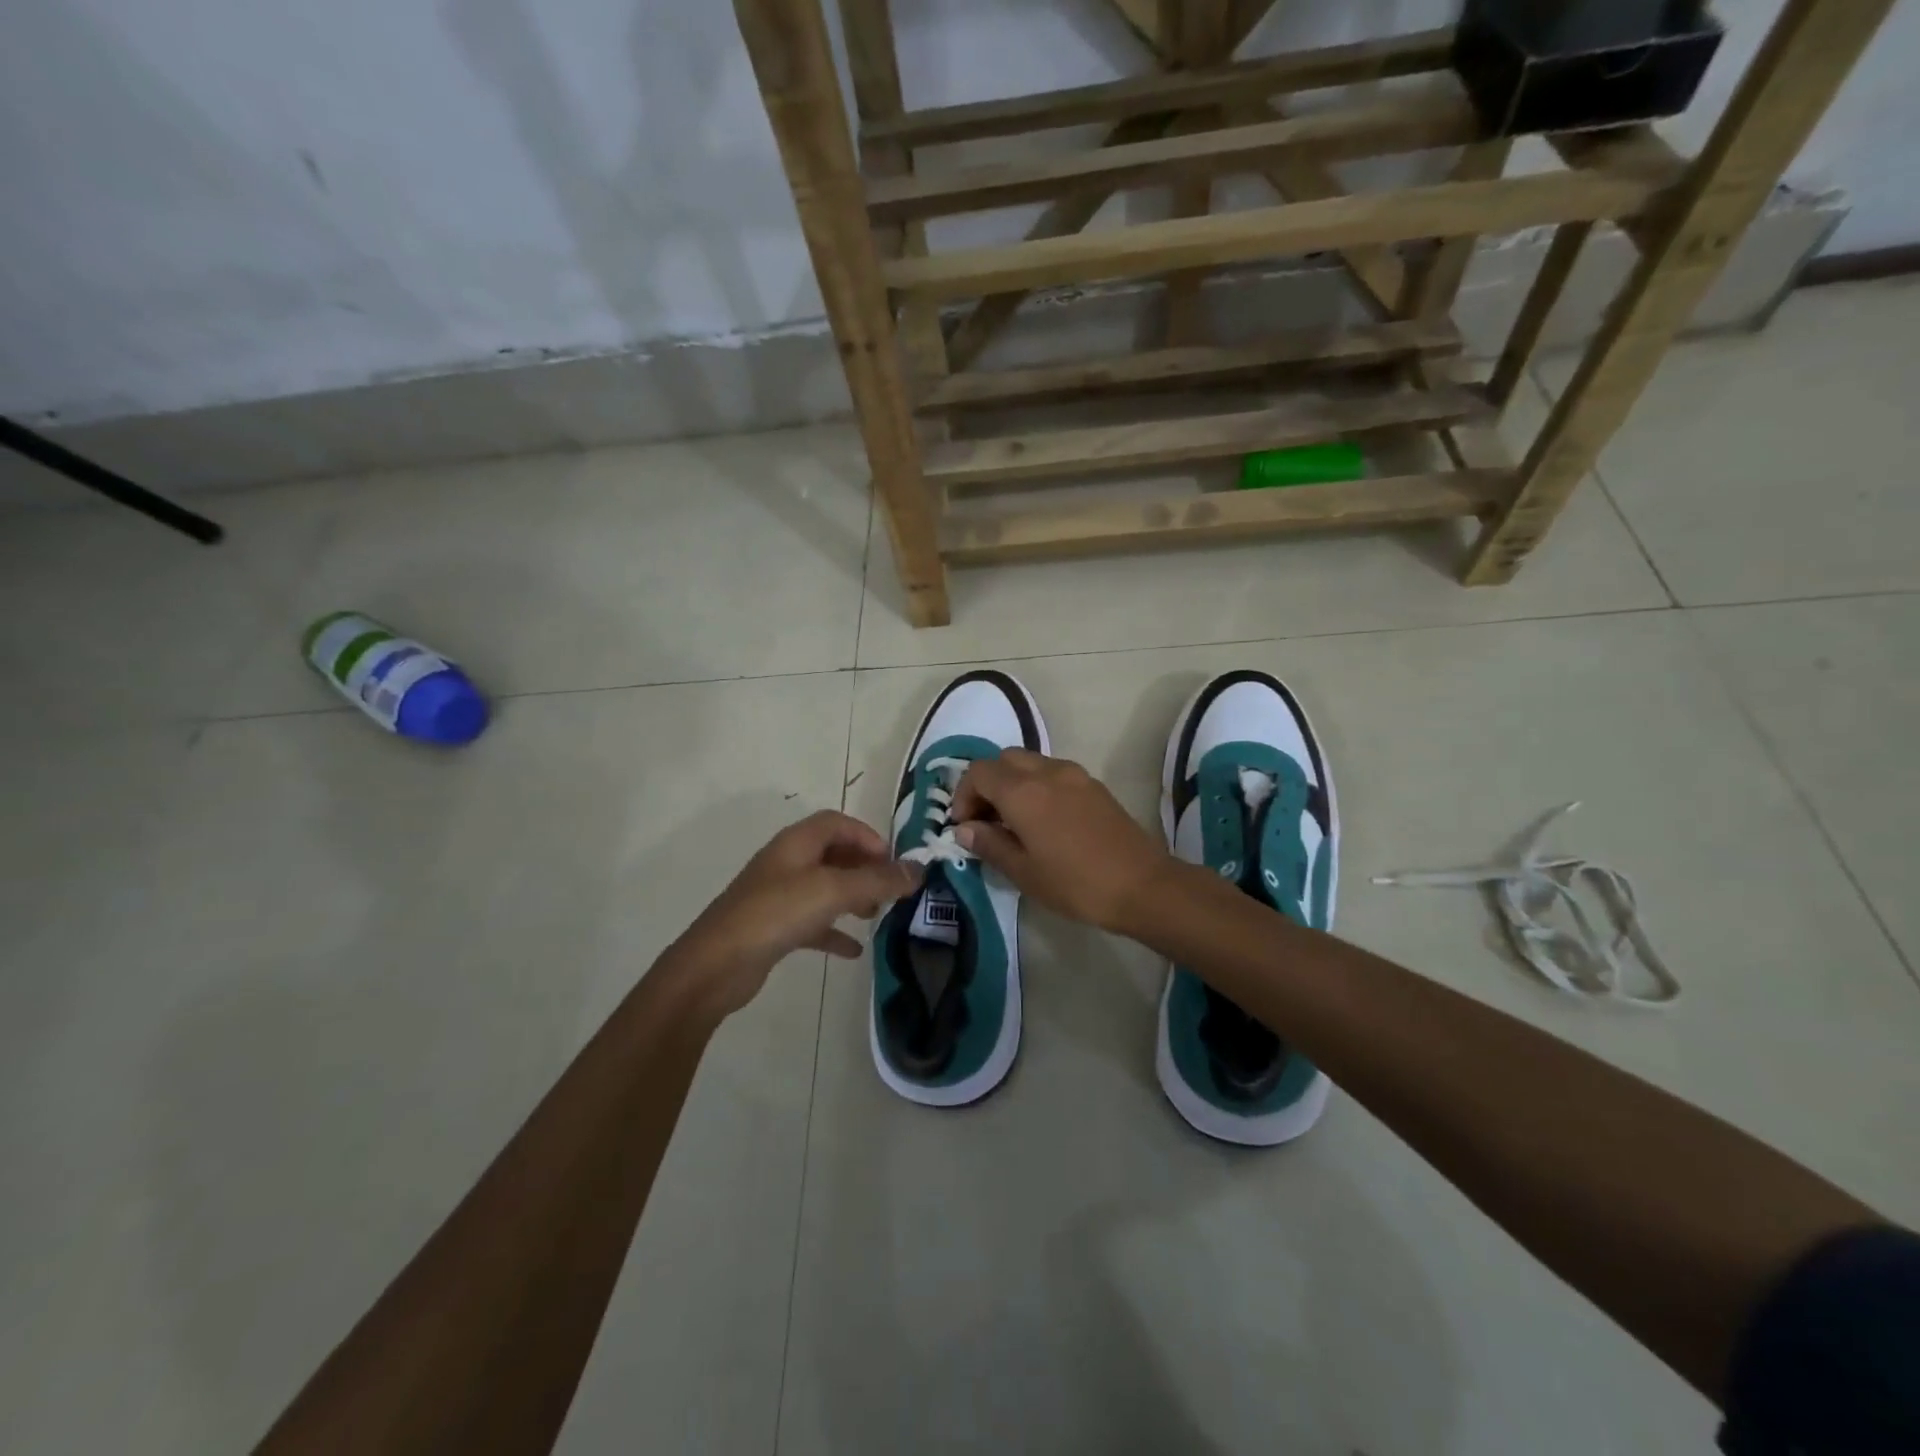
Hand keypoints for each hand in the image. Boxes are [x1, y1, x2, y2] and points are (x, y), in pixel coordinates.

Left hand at [669, 811, 922, 1017]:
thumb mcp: (833, 891)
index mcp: (797, 843)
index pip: (837, 823)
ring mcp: (778, 896)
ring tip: (877, 914)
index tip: (892, 862)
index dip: (868, 836)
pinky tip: (853, 950)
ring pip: (824, 887)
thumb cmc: (776, 914)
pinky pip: (812, 921)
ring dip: (853, 897)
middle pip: (833, 854)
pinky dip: (834, 931)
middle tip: (890, 889)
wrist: (716, 965)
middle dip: (865, 868)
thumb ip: (878, 880)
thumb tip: (919, 869)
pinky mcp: (773, 927)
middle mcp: (787, 863)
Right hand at [949, 749, 1173, 932]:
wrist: (1142, 885)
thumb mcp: (1024, 872)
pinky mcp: (1093, 784)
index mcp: (1023, 791)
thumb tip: (965, 829)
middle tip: (986, 821)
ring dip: (1013, 783)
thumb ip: (989, 844)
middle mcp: (1046, 771)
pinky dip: (1037, 786)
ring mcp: (1074, 774)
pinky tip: (1044, 821)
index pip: (978, 773)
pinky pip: (1053, 772)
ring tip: (1014, 822)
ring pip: (1029, 762)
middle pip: (1003, 760)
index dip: (963, 796)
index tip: (964, 827)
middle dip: (987, 785)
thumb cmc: (1076, 883)